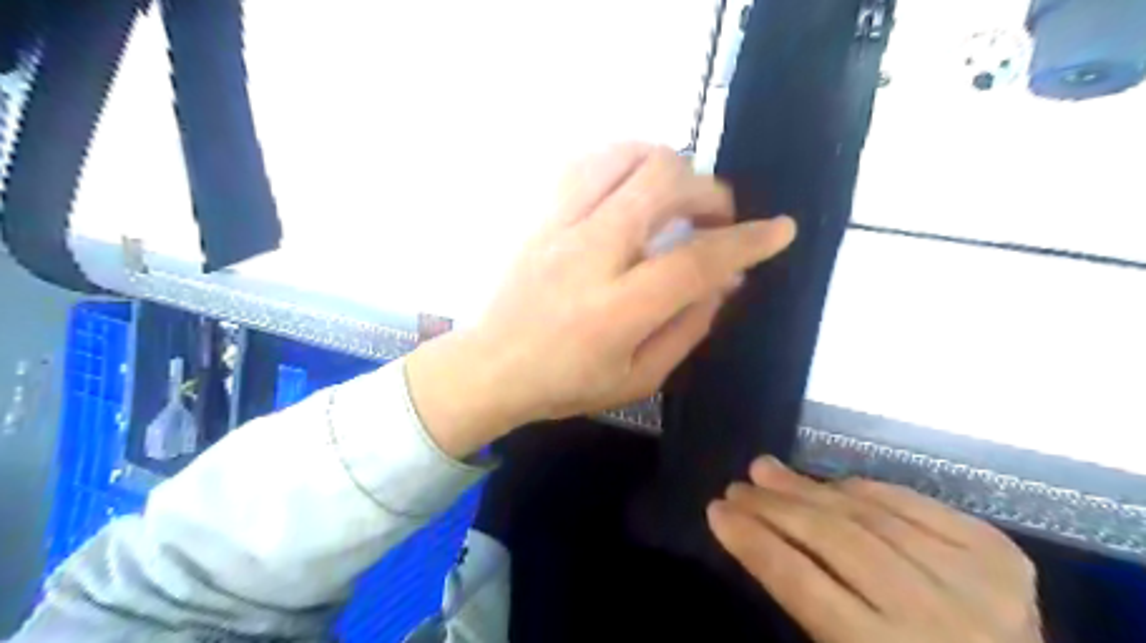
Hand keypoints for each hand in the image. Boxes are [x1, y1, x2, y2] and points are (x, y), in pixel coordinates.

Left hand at [407, 147, 793, 456]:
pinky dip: (624, 162)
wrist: (489, 366)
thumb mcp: (639, 378)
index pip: (696, 260)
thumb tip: (725, 282)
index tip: (780, 230)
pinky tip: (632, 187)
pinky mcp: (539, 214)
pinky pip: (586, 161)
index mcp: (617, 310)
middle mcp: (589, 254)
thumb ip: (689, 328)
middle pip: (662, 183)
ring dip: (667, 165)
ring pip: (624, 157)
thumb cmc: (564, 383)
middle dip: (708, 192)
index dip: (747, 242)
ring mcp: (558, 226)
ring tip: (676, 195)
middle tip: (715, 218)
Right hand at [703, 457, 1043, 642]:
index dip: (753, 543)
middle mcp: (935, 617)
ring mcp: (976, 581)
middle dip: (774, 508)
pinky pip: (914, 503)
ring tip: (768, 471)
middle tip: (737, 487)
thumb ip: (810, 612)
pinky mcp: (1001, 556)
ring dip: (810, 488)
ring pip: (870, 515)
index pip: (802, 583)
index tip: (717, 512)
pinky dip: (867, 489)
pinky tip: (833, 482)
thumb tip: (763, 542)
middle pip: (835, 541)